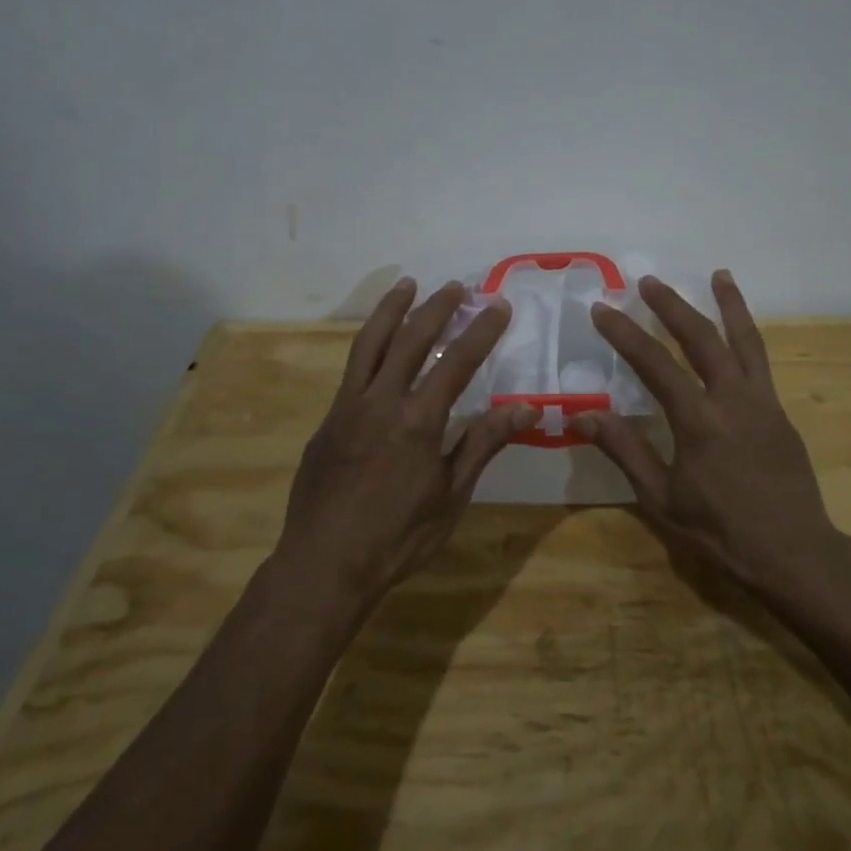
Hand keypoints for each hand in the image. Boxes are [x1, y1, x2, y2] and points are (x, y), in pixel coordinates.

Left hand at [278, 278, 534, 607]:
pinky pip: (352, 369)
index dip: (481, 331)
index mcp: (417, 420)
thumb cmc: (398, 536)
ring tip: (407, 285)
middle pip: (411, 339)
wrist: (323, 565)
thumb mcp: (451, 495)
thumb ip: (484, 443)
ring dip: (392, 310)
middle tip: (458, 287)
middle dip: (437, 308)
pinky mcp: (327, 420)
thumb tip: (527, 408)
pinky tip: (378, 344)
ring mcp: (347, 407)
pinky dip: (369, 344)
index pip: (457, 362)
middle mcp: (380, 401)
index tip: (498, 306)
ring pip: (370, 344)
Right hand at [570, 271, 849, 602]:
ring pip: (745, 340)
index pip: (655, 364)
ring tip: (719, 274)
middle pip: (701, 338)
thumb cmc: (721, 531)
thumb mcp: (662, 499)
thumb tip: (583, 413)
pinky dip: (749, 335)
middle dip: (672, 306)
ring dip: (729, 304)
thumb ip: (625, 450)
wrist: (794, 552)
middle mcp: (733, 399)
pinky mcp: (780, 412)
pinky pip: (762, 361)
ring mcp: (763, 402)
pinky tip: (741, 330)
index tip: (603, 309)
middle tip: (648, 282)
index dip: (625, 334)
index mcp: (699, 421)